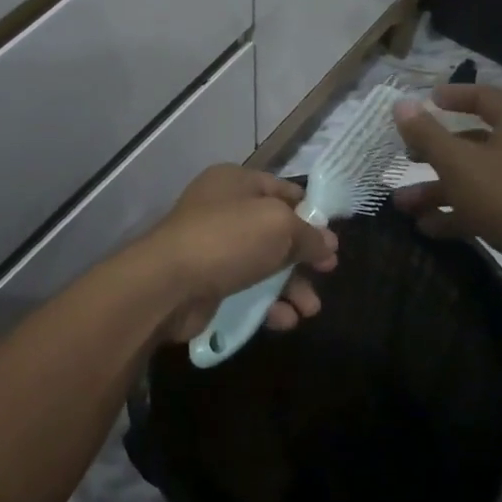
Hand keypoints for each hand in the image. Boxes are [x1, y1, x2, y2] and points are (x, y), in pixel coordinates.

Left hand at [140, 166, 338, 343]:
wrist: (169, 284)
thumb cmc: (227, 239)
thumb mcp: (278, 225)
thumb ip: (308, 234)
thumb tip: (327, 244)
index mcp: (236, 182)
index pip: (282, 190)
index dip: (310, 212)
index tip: (332, 237)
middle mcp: (224, 210)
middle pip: (275, 230)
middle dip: (303, 254)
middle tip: (327, 272)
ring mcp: (214, 247)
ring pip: (263, 264)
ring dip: (290, 286)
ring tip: (310, 309)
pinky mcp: (208, 282)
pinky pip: (246, 291)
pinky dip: (268, 304)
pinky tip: (285, 320)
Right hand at [390, 84, 501, 291]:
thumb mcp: (457, 162)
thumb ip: (426, 133)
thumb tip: (401, 103)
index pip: (483, 97)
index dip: (453, 96)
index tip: (427, 100)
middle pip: (473, 143)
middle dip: (434, 153)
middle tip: (406, 157)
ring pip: (474, 179)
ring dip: (437, 190)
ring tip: (403, 204)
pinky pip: (484, 206)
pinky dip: (456, 213)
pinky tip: (426, 226)